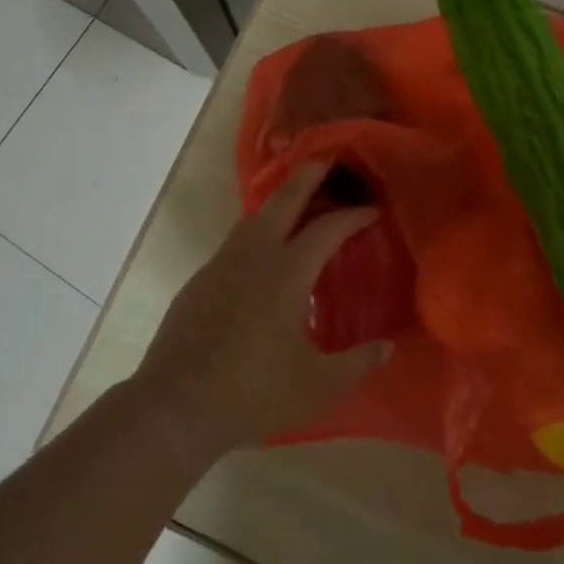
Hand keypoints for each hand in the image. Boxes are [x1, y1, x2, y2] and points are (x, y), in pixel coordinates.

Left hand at [134, 161, 391, 457]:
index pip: (327, 228)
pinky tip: (264, 253)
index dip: (353, 215)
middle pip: (285, 198)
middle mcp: (254, 254)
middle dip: (309, 173)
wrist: (176, 404)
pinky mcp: (201, 279)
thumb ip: (356, 363)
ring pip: (256, 215)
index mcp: (286, 271)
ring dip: (281, 200)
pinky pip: (237, 240)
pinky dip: (259, 230)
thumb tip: (387, 346)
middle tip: (329, 159)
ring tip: (300, 202)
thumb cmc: (253, 391)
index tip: (373, 210)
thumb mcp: (317, 385)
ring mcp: (222, 263)